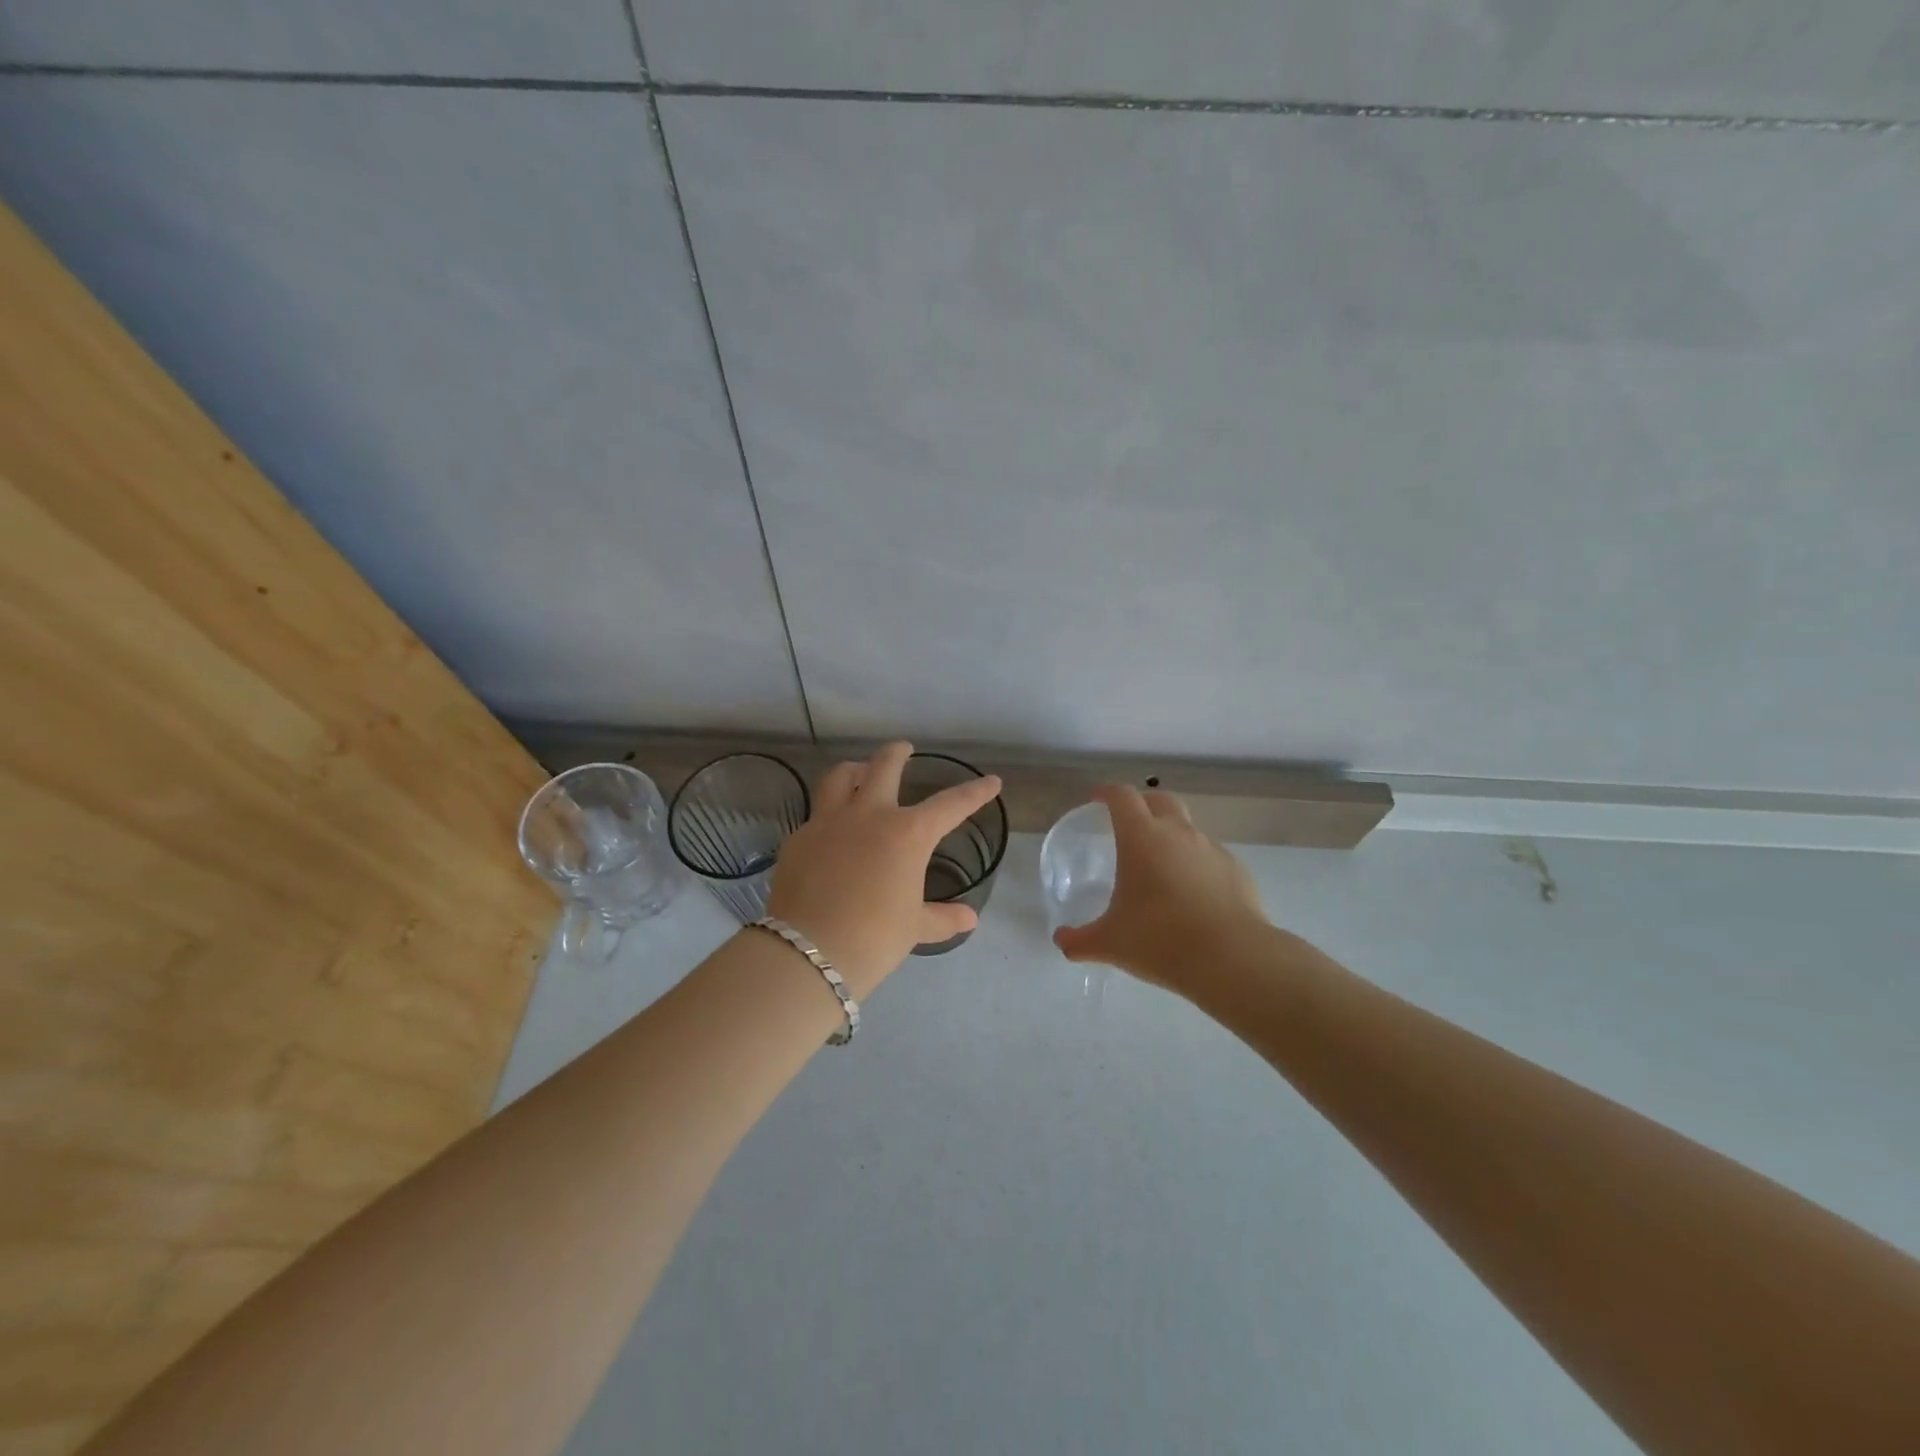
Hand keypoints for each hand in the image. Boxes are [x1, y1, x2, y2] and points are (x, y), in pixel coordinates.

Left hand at [766, 741, 1002, 997]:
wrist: (809, 952)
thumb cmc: (874, 938)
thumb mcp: (913, 927)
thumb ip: (942, 918)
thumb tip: (969, 919)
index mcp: (907, 833)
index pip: (950, 805)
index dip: (975, 793)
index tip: (992, 781)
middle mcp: (869, 815)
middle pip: (884, 766)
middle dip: (897, 753)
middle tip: (904, 748)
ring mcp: (828, 822)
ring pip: (839, 777)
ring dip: (854, 770)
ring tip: (859, 773)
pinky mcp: (798, 839)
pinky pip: (816, 815)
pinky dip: (828, 814)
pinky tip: (830, 832)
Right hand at [1052, 784, 1267, 994]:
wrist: (1232, 959)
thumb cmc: (1159, 940)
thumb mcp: (1110, 943)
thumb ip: (1080, 940)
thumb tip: (1061, 941)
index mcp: (1141, 838)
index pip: (1122, 796)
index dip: (1107, 793)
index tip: (1097, 799)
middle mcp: (1178, 833)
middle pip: (1160, 799)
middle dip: (1143, 803)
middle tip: (1130, 823)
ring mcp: (1212, 849)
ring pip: (1189, 828)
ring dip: (1172, 835)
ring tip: (1161, 866)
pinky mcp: (1237, 871)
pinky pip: (1211, 857)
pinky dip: (1197, 865)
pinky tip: (1192, 895)